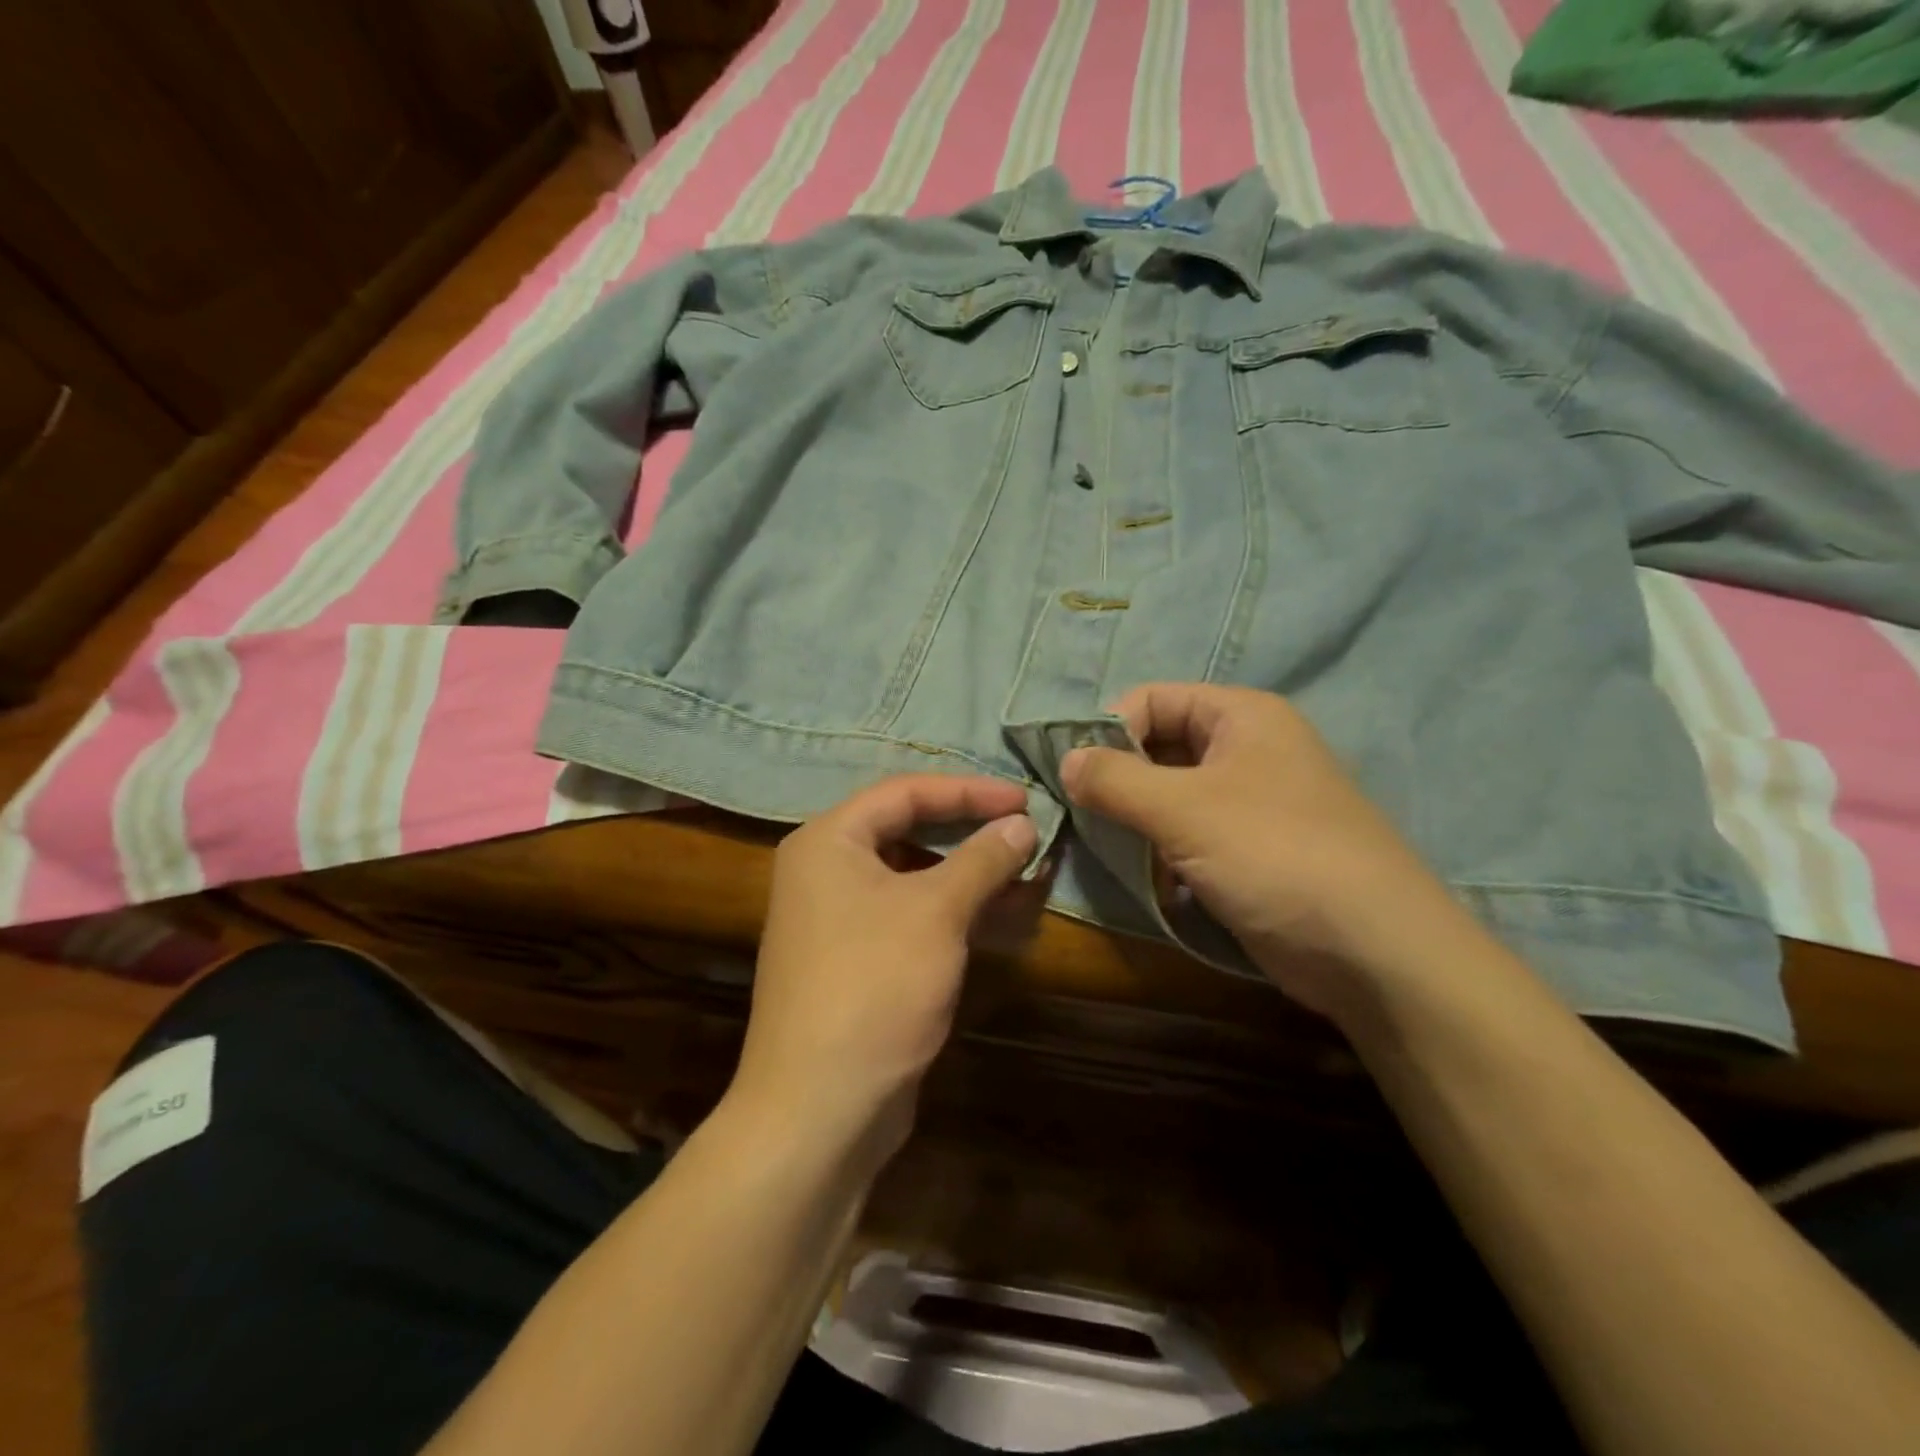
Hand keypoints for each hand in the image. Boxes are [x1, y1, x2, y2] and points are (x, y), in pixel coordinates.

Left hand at [730, 775, 1036, 1163]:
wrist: (819, 1109)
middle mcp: (826, 872)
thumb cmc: (874, 986)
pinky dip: (955, 914)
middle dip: (971, 834)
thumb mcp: (935, 912)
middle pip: (908, 831)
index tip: (1023, 798)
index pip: (904, 792)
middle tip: (1026, 834)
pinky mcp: (859, 962)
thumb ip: (982, 859)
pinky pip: (912, 918)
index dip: (968, 791)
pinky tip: (1003, 917)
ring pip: (915, 879)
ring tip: (1027, 877)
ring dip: (970, 877)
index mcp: (828, 842)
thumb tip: (1022, 824)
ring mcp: (840, 921)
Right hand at [1060, 684, 1469, 1019]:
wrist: (1374, 952)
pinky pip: (1190, 836)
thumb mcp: (1184, 809)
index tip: (1079, 778)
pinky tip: (1153, 883)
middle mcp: (1248, 749)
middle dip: (1120, 780)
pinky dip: (1164, 853)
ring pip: (1171, 796)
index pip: (1152, 699)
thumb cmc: (1276, 854)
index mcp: (1241, 716)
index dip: (1111, 731)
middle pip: (1160, 746)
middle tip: (1087, 819)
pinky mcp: (1251, 851)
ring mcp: (1252, 802)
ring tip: (1117, 853)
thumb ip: (1115, 779)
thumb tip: (1065, 761)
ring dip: (1138, 822)